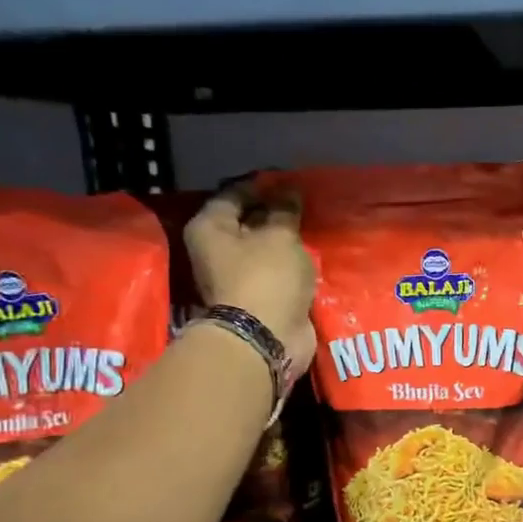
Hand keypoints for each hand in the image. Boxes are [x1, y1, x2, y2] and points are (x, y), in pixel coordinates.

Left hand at [185, 181, 317, 370]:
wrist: (266, 338)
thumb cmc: (266, 277)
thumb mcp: (280, 235)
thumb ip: (285, 211)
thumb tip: (289, 192)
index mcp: (210, 228)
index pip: (234, 194)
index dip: (262, 186)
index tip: (290, 182)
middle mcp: (217, 251)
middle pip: (247, 222)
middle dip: (274, 214)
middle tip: (305, 206)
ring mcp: (237, 278)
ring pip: (263, 250)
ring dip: (285, 242)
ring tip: (311, 229)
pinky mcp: (258, 298)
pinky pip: (276, 273)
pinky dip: (291, 266)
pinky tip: (311, 257)